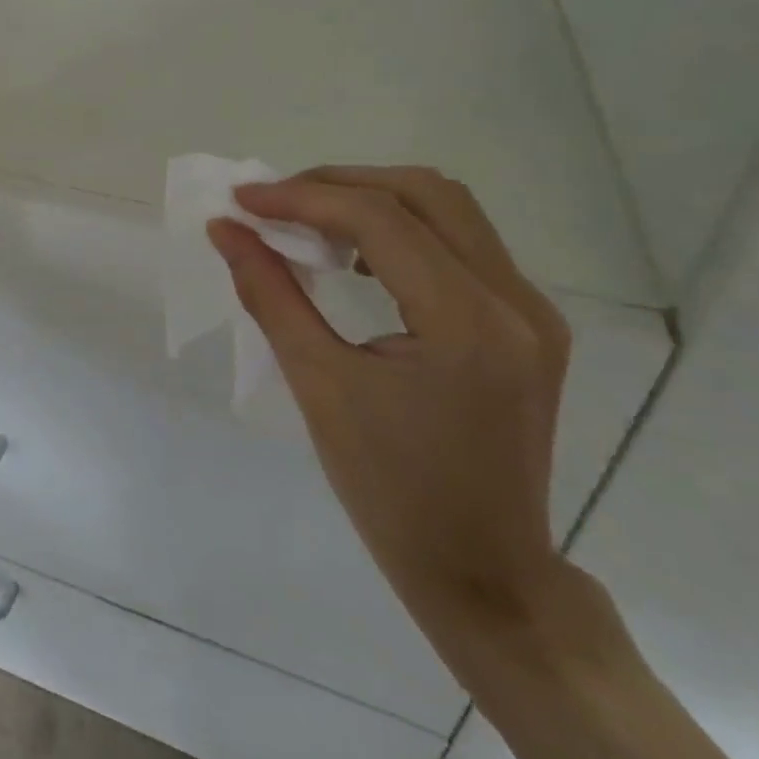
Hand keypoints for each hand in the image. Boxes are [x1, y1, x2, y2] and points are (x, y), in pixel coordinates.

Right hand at [207, 167, 575, 635]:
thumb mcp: (318, 386)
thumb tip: (225, 231)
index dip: (301, 197)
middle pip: (425, 193)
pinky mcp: (529, 325)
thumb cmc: (391, 491)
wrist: (484, 574)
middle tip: (275, 203)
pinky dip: (404, 231)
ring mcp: (533, 312)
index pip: (378, 220)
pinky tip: (361, 260)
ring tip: (309, 224)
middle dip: (339, 184)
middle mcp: (515, 302)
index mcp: (467, 323)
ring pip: (449, 210)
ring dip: (373, 201)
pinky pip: (464, 245)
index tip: (242, 200)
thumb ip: (270, 294)